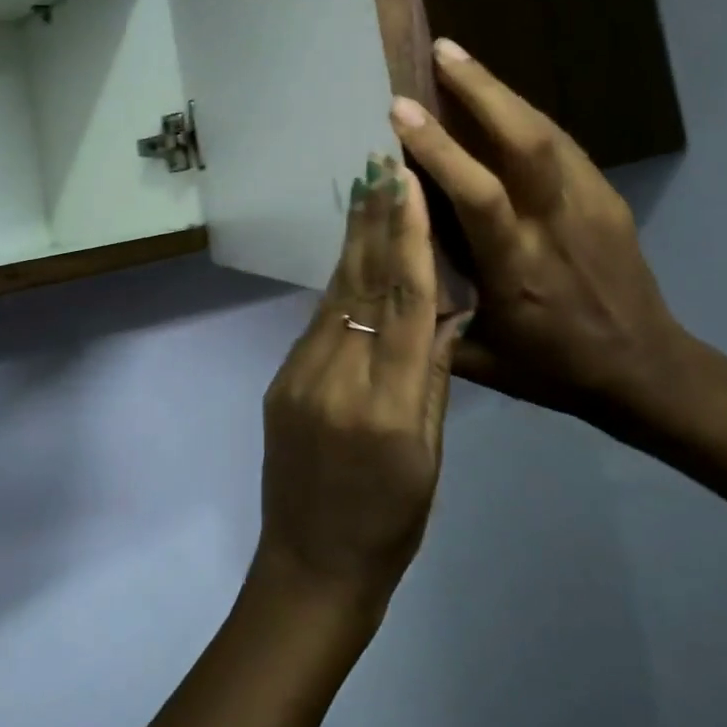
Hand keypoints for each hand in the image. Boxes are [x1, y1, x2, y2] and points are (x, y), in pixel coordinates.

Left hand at [252, 156, 469, 615]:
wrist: (311, 564)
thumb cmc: (390, 523)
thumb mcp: (429, 458)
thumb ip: (432, 380)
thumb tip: (444, 312)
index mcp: (388, 406)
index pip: (405, 305)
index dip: (409, 240)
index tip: (408, 187)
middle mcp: (339, 378)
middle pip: (362, 284)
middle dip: (374, 220)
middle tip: (380, 162)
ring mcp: (301, 375)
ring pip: (336, 294)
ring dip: (354, 239)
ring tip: (365, 189)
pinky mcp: (282, 379)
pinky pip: (319, 319)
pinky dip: (339, 280)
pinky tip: (350, 252)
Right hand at [389, 40, 691, 438]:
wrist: (649, 372)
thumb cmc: (553, 369)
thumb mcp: (479, 359)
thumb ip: (428, 313)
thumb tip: (382, 261)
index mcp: (519, 268)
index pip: (478, 194)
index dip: (440, 148)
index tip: (400, 109)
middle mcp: (557, 226)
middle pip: (524, 142)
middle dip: (480, 89)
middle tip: (441, 50)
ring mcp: (591, 206)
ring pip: (546, 132)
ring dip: (500, 91)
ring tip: (459, 59)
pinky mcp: (609, 198)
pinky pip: (561, 143)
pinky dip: (523, 114)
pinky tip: (498, 101)